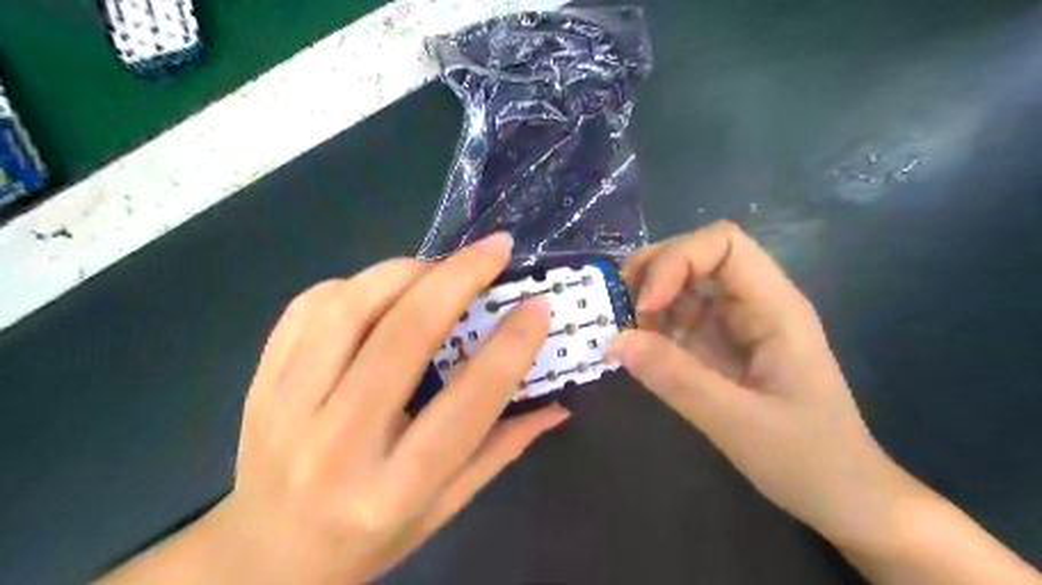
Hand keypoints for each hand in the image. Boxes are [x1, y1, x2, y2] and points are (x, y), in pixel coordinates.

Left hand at [202, 234, 566, 584]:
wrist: (263, 558)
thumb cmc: (367, 540)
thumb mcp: (444, 509)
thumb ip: (501, 449)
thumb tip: (557, 403)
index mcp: (394, 489)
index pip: (466, 403)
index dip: (510, 347)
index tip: (537, 306)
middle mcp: (338, 444)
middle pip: (402, 337)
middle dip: (457, 279)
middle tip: (494, 248)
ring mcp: (287, 407)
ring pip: (350, 309)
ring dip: (405, 271)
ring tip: (441, 266)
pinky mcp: (262, 382)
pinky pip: (308, 309)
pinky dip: (355, 284)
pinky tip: (382, 289)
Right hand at [612, 222, 918, 546]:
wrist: (843, 497)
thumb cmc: (808, 459)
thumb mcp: (739, 424)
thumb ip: (678, 379)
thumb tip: (616, 341)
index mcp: (774, 307)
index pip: (723, 243)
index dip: (677, 260)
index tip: (646, 305)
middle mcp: (754, 304)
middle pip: (697, 255)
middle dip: (653, 272)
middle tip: (621, 310)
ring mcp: (735, 324)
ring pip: (683, 284)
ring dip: (647, 298)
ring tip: (624, 331)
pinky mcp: (719, 346)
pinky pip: (679, 318)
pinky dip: (651, 326)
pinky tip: (638, 349)